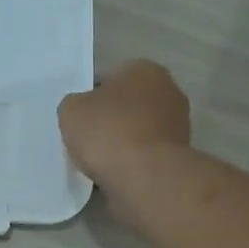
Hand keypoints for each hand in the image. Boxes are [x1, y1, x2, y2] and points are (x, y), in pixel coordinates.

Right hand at [58, 60, 190, 208]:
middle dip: (108, 118)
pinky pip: (144, 154)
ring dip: (120, 142)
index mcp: (144, 69)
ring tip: (96, 160)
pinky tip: (113, 173)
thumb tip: (83, 111)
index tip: (76, 117)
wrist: (146, 178)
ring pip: (136, 130)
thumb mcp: (71, 110)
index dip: (88, 96)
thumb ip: (74, 104)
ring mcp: (177, 125)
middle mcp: (168, 91)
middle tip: (85, 137)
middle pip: (126, 104)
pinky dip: (130, 161)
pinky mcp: (178, 156)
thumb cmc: (108, 132)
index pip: (108, 77)